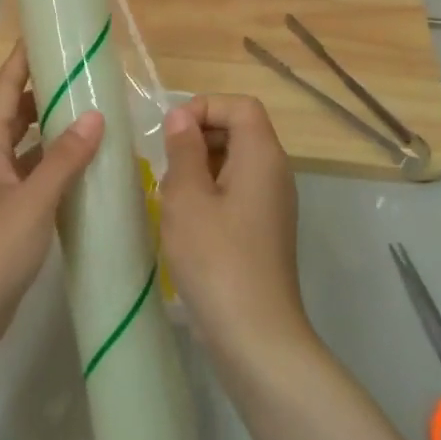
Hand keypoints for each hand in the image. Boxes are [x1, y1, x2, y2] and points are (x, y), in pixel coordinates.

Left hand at [0, 43, 103, 357]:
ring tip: (93, 111)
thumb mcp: (31, 203)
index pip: (6, 89)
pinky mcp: (7, 211)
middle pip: (16, 111)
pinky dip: (56, 163)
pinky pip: (33, 173)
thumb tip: (96, 115)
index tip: (49, 31)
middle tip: (86, 72)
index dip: (24, 59)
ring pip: (27, 143)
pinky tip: (85, 164)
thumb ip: (63, 160)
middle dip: (46, 90)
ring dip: (53, 128)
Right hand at [158, 95, 305, 366]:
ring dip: (198, 168)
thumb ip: (183, 149)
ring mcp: (272, 204)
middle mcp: (274, 173)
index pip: (240, 105)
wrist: (254, 334)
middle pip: (239, 130)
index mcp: (262, 156)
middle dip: (198, 137)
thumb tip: (181, 116)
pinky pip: (236, 192)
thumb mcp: (187, 196)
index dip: (204, 107)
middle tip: (165, 165)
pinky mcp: (263, 230)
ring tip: (170, 195)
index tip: (171, 133)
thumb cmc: (216, 257)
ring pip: (234, 163)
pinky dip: (208, 193)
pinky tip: (185, 221)